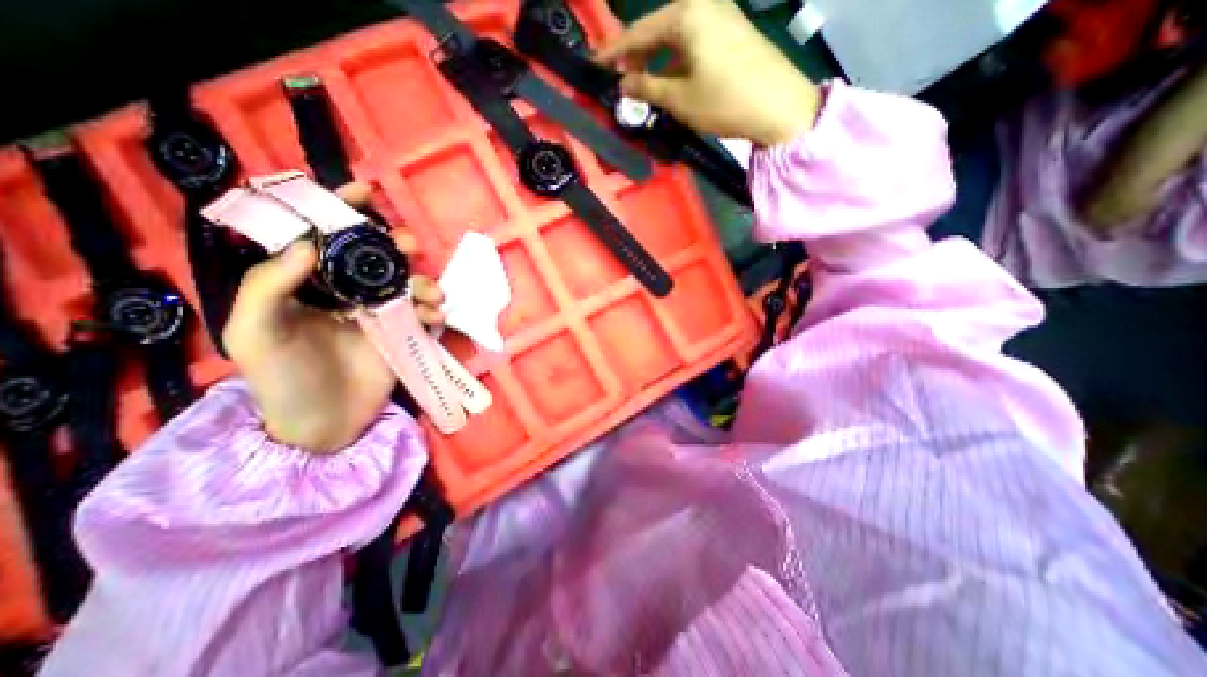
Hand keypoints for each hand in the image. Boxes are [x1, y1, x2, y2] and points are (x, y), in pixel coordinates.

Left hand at [221, 183, 440, 454]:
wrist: (323, 425)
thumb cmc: (282, 380)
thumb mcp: (255, 333)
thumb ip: (269, 285)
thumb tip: (311, 243)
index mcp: (309, 286)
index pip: (325, 238)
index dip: (342, 210)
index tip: (366, 191)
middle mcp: (346, 294)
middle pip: (376, 257)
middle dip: (395, 244)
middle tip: (408, 247)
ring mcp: (379, 314)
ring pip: (407, 283)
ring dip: (423, 281)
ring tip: (430, 296)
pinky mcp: (403, 334)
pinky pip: (424, 314)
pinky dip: (434, 311)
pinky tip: (434, 318)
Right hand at [597, 0, 820, 144]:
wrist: (779, 106)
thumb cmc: (725, 101)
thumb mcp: (680, 99)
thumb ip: (646, 89)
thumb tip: (623, 85)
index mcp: (686, 14)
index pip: (638, 32)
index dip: (614, 52)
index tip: (594, 64)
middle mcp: (703, 5)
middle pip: (658, 30)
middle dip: (636, 56)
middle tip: (617, 79)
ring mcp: (721, 16)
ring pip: (675, 38)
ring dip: (655, 61)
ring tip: (640, 85)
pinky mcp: (732, 32)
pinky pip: (693, 43)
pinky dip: (676, 62)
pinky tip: (669, 81)